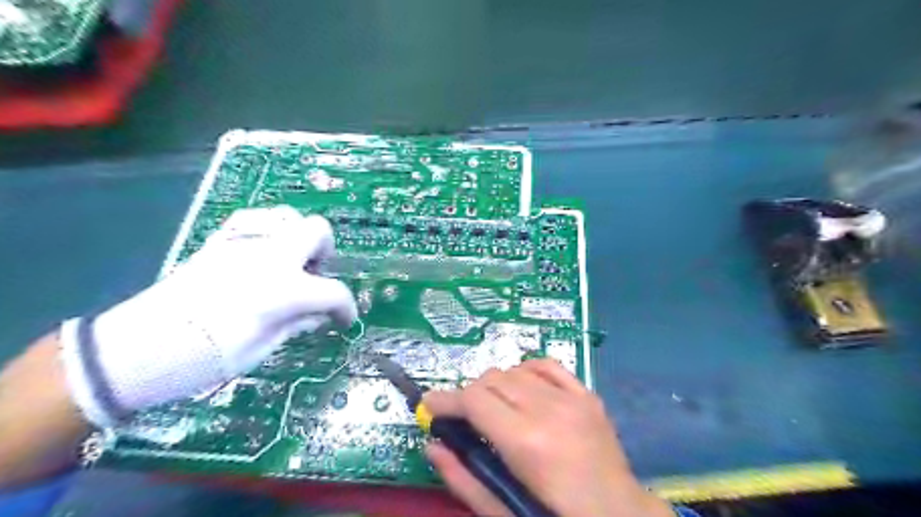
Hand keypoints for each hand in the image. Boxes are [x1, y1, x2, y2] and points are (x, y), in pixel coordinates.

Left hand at [57, 206, 352, 428]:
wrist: (136, 349)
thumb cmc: (205, 359)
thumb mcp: (261, 348)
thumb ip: (296, 324)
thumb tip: (318, 315)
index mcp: (284, 289)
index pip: (334, 292)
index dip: (346, 308)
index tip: (344, 321)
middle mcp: (270, 257)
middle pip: (317, 231)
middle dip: (326, 252)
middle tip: (315, 277)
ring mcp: (243, 244)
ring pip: (288, 216)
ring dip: (299, 237)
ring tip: (290, 263)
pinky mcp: (219, 242)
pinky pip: (254, 220)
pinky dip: (269, 231)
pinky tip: (262, 253)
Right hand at [421, 359, 669, 516]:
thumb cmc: (555, 516)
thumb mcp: (504, 509)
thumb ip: (463, 478)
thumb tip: (432, 445)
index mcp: (526, 442)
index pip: (474, 400)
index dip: (446, 399)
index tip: (430, 404)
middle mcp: (548, 410)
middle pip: (492, 380)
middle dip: (470, 395)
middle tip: (464, 416)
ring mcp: (572, 398)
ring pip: (515, 370)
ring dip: (496, 385)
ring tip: (495, 408)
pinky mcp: (587, 395)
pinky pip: (547, 365)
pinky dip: (527, 371)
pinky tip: (523, 388)